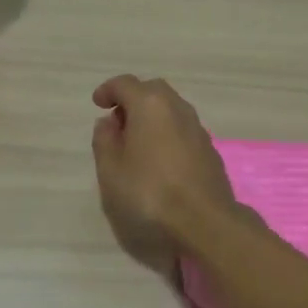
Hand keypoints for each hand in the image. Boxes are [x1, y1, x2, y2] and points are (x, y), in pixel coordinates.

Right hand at [90, 74, 235, 270]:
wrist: (205, 223)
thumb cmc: (148, 194)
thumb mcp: (110, 170)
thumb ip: (105, 141)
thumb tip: (108, 123)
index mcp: (150, 105)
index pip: (125, 84)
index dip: (108, 90)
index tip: (97, 104)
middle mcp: (178, 109)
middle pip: (152, 91)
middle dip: (132, 99)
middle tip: (117, 122)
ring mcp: (198, 129)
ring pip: (171, 110)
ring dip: (151, 117)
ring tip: (136, 143)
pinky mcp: (210, 151)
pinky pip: (182, 130)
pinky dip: (167, 133)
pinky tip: (158, 160)